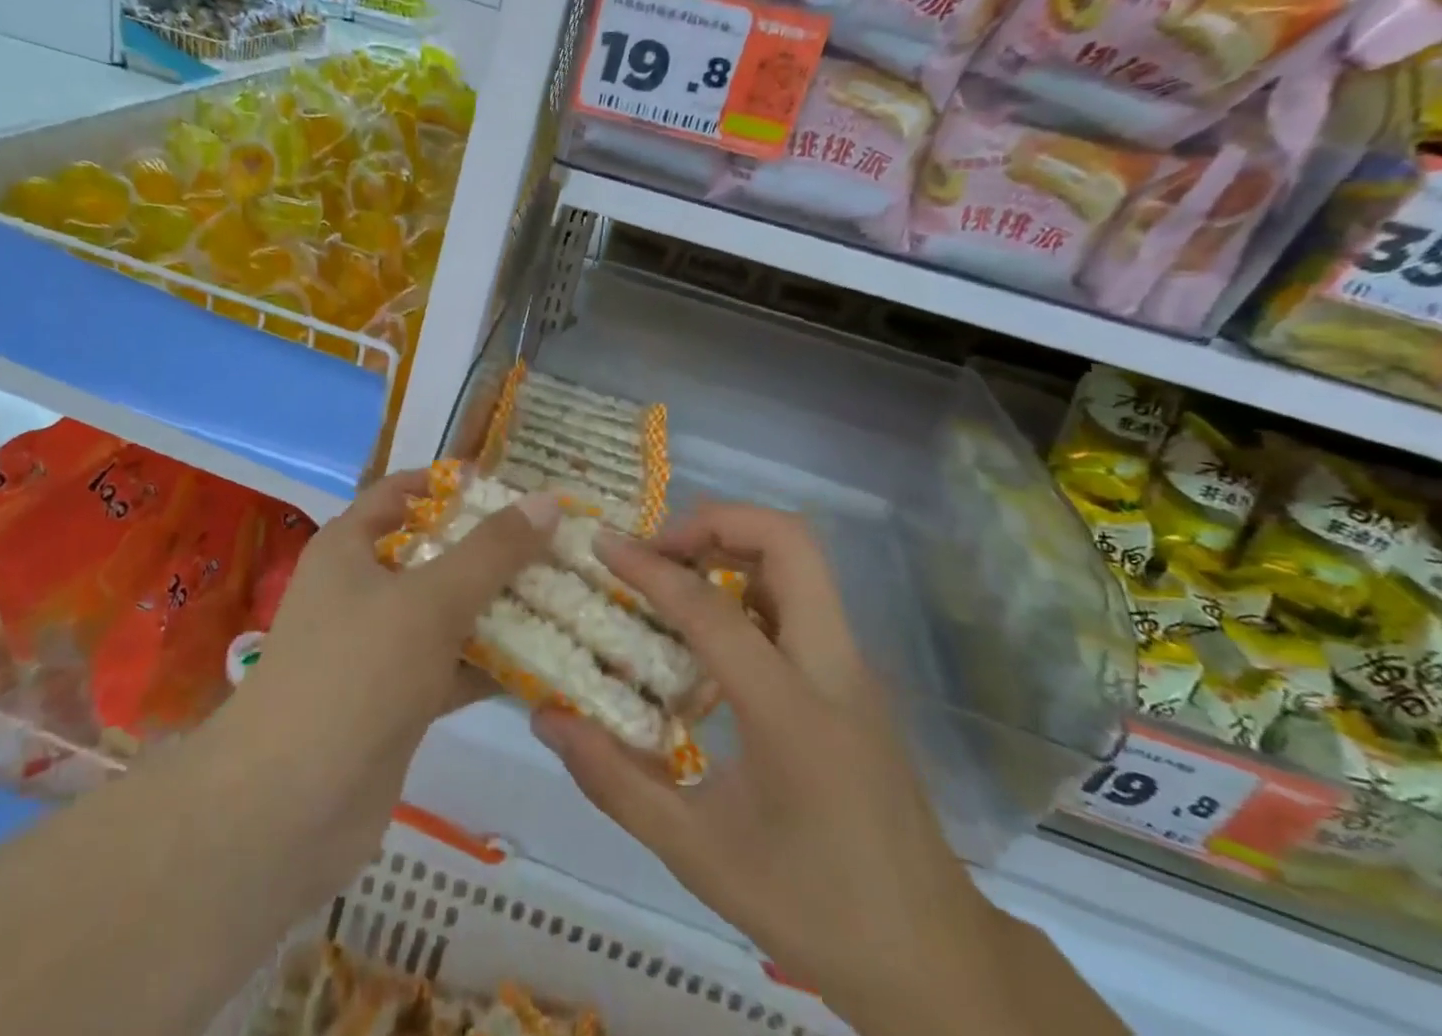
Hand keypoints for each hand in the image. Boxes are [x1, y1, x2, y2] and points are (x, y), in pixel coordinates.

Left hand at [217, 469, 557, 898]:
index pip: (402, 492)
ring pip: (446, 612)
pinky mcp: (395, 701)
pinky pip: (450, 666)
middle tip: (554, 542)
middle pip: (433, 552)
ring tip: (563, 594)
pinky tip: (546, 662)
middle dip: (489, 548)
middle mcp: (361, 589)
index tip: (511, 486)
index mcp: (350, 547)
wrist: (290, 808)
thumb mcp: (430, 599)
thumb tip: (548, 499)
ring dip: (497, 607)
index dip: (451, 484)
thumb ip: (492, 550)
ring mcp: (377, 648)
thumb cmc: (356, 672)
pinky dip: (489, 663)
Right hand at [532, 504, 1013, 1032]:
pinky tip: (709, 625)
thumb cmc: (812, 908)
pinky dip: (750, 577)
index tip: (604, 544)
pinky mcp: (854, 675)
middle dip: (714, 522)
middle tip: (657, 549)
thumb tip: (547, 718)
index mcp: (792, 712)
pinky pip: (801, 595)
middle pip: (789, 541)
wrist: (934, 959)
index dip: (651, 568)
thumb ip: (615, 781)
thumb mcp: (697, 855)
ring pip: (801, 559)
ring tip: (674, 573)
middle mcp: (832, 667)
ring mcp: (852, 666)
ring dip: (734, 543)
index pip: (711, 609)